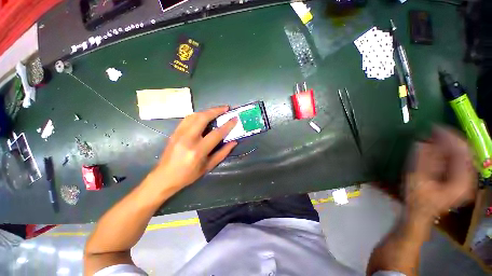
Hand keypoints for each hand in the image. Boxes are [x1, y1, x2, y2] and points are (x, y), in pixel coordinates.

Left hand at [151, 106, 237, 190]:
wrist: (164, 177)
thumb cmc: (189, 175)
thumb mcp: (208, 166)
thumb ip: (223, 153)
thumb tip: (234, 142)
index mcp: (198, 151)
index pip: (216, 133)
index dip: (227, 125)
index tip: (234, 118)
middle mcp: (188, 139)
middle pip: (203, 118)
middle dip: (216, 110)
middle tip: (226, 108)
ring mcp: (179, 134)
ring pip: (194, 115)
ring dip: (207, 111)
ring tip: (216, 110)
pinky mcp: (174, 132)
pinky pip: (187, 119)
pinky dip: (198, 114)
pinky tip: (204, 115)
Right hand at [404, 127, 476, 219]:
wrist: (419, 214)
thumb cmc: (417, 200)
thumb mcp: (417, 180)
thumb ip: (422, 161)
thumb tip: (423, 142)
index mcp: (461, 182)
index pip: (462, 152)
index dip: (449, 137)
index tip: (435, 127)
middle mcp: (468, 179)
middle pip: (464, 151)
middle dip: (449, 139)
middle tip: (433, 130)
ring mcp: (465, 179)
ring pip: (461, 154)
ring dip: (447, 144)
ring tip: (433, 136)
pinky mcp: (459, 178)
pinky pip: (457, 159)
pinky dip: (447, 151)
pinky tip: (436, 147)